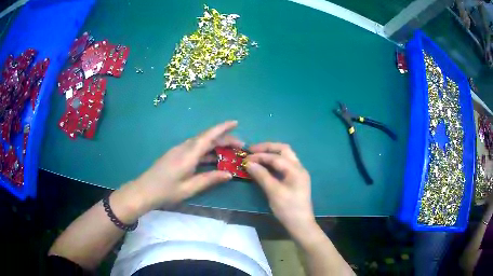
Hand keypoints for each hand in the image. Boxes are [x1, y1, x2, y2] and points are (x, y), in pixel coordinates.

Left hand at [130, 121, 243, 211]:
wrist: (144, 191)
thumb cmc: (166, 191)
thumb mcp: (189, 188)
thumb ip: (209, 179)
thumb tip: (229, 174)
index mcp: (188, 154)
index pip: (209, 136)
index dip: (223, 128)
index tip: (236, 122)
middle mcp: (184, 148)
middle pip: (207, 138)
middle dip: (224, 139)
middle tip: (240, 146)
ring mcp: (179, 150)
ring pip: (201, 143)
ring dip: (216, 145)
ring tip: (230, 152)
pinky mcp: (176, 155)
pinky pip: (195, 149)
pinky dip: (207, 151)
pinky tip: (213, 159)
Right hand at [245, 142, 315, 235]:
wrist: (300, 224)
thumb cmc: (288, 208)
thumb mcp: (274, 192)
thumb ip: (262, 175)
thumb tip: (249, 163)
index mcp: (295, 169)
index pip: (276, 157)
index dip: (260, 156)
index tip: (246, 158)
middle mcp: (298, 168)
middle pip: (283, 150)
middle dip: (267, 148)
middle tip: (252, 151)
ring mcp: (298, 173)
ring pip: (284, 156)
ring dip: (271, 154)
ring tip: (256, 156)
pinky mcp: (295, 180)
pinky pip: (284, 165)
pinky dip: (274, 162)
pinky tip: (265, 166)